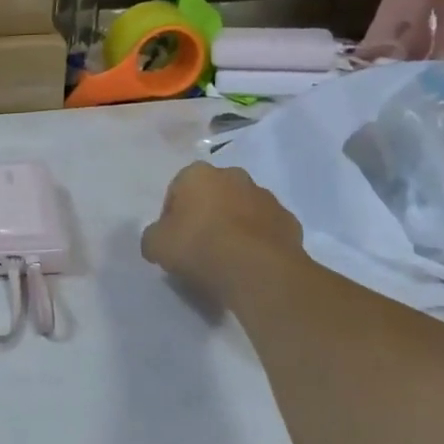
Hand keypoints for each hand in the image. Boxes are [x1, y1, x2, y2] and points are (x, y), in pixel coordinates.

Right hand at [141, 162, 313, 310]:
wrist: (258, 270)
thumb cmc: (200, 247)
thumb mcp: (156, 245)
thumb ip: (153, 237)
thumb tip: (158, 240)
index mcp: (198, 174)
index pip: (177, 190)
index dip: (172, 216)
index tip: (173, 240)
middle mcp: (234, 176)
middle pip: (213, 195)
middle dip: (206, 215)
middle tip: (199, 247)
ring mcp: (266, 197)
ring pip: (243, 210)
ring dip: (235, 226)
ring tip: (228, 260)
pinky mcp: (290, 221)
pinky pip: (267, 230)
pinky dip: (259, 243)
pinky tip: (251, 265)